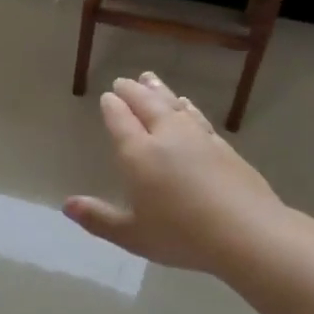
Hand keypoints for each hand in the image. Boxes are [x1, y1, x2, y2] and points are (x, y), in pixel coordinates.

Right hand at [64, 73, 282, 272]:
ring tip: (150, 79)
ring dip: (160, 90)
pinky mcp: (223, 147)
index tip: (107, 96)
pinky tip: (188, 106)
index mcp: (138, 154)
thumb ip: (98, 218)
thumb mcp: (131, 234)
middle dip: (133, 92)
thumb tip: (67, 205)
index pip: (121, 121)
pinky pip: (198, 117)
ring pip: (174, 105)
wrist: (246, 232)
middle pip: (147, 105)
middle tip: (124, 81)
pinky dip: (188, 107)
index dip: (112, 107)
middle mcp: (166, 137)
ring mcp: (198, 138)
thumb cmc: (181, 235)